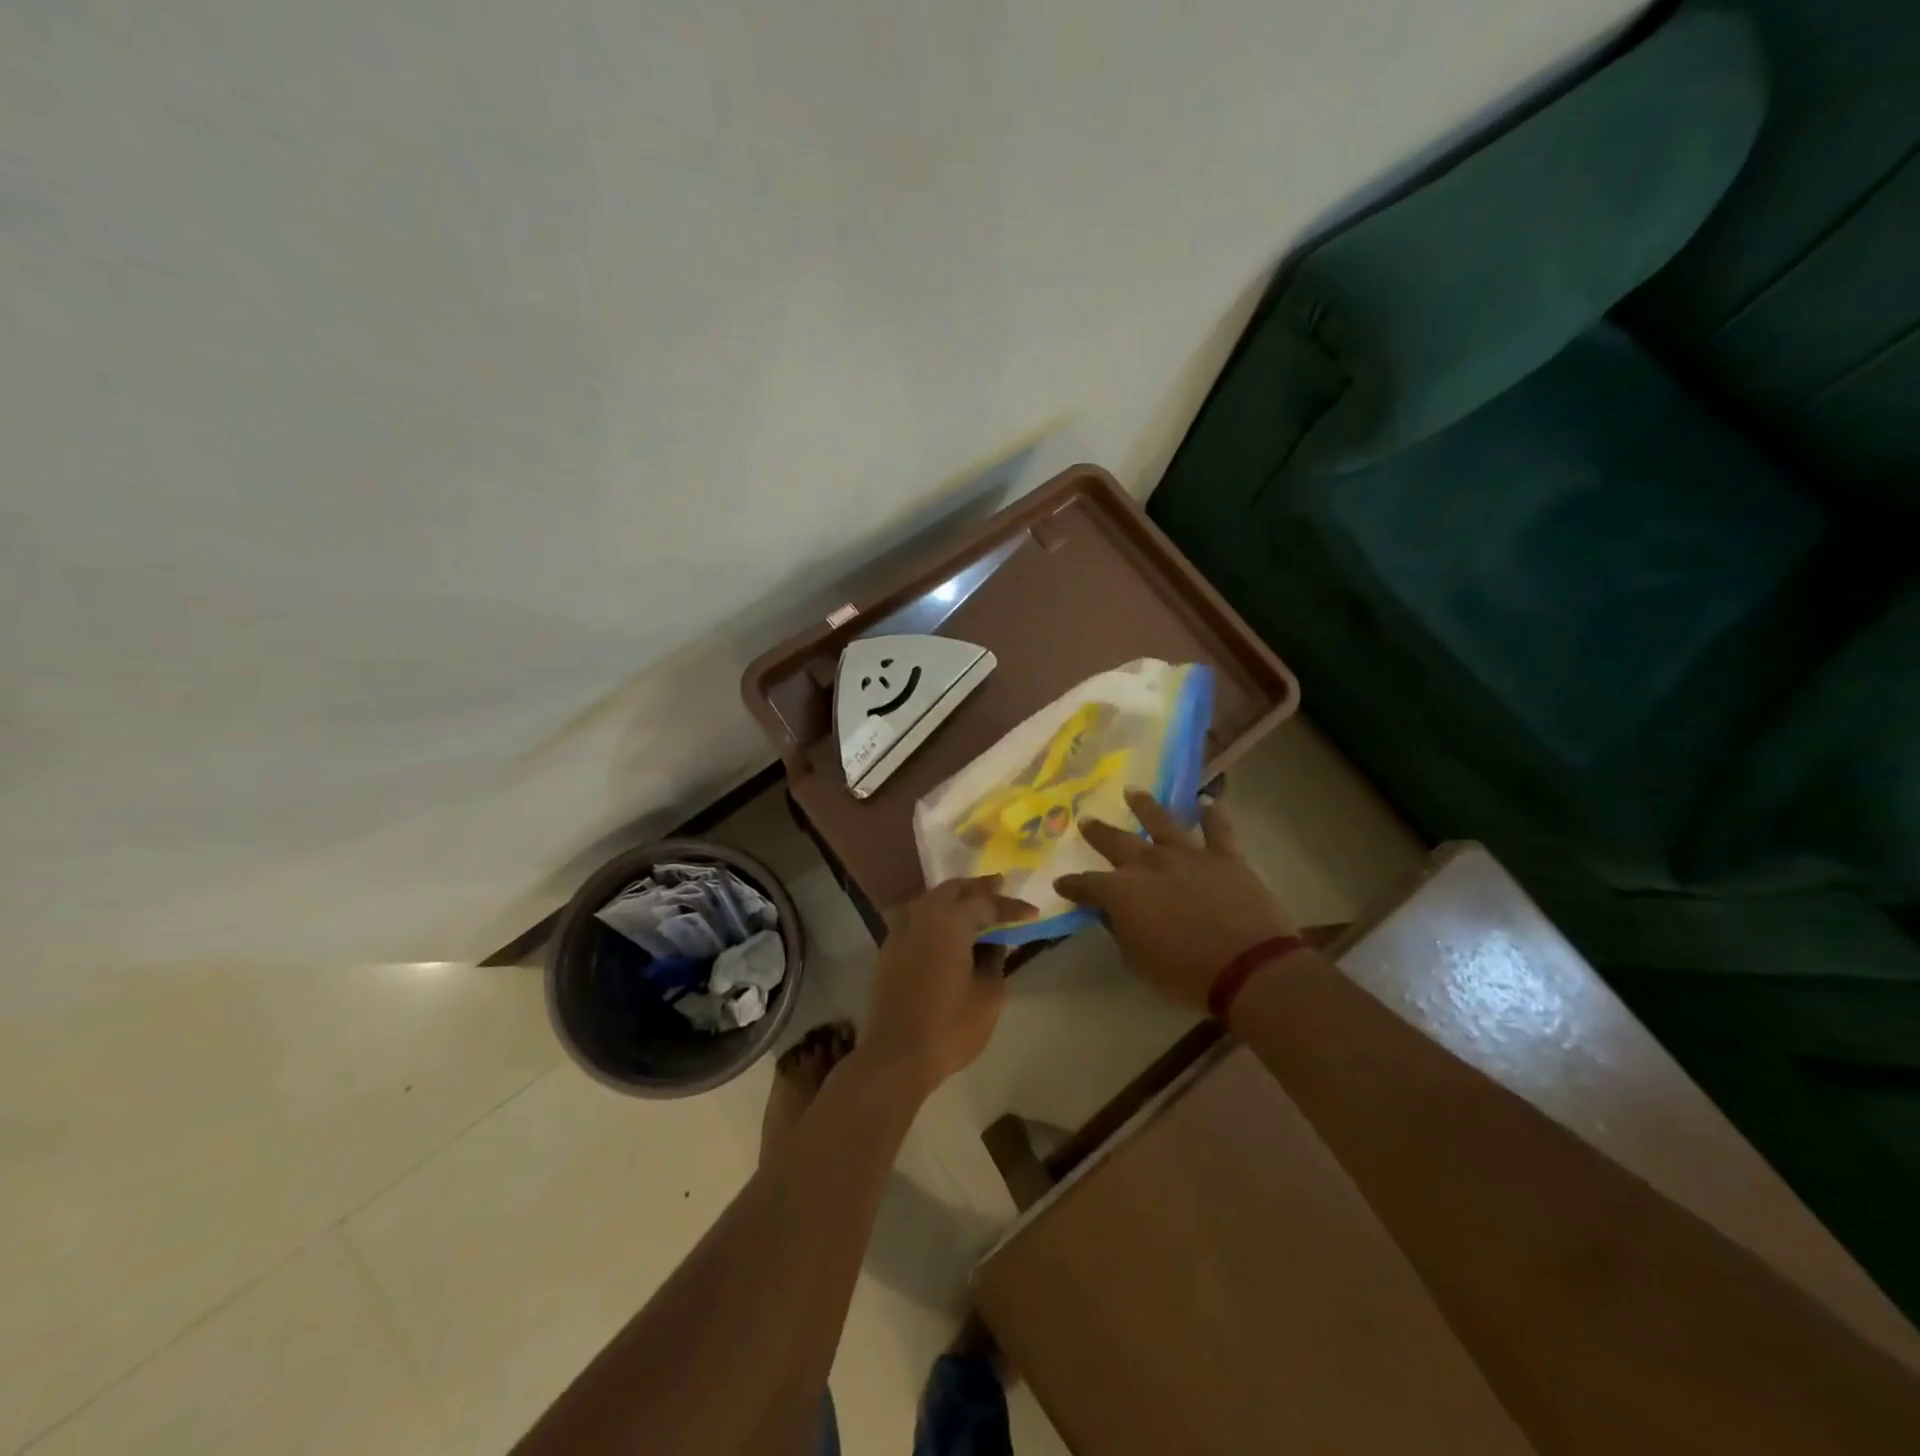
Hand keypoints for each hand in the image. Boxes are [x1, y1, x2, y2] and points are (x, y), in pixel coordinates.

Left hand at [864, 876, 1035, 1094]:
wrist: (896, 1055)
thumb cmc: (950, 1026)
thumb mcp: (989, 996)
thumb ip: (995, 961)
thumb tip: (994, 943)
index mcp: (950, 922)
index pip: (986, 903)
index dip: (1011, 907)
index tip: (1032, 912)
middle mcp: (923, 916)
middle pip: (953, 889)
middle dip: (978, 887)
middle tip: (1000, 885)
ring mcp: (901, 930)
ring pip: (930, 899)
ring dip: (954, 896)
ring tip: (975, 902)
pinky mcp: (890, 948)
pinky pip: (916, 916)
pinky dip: (935, 912)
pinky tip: (945, 925)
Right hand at [1055, 788, 1292, 1010]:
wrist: (1248, 966)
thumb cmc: (1185, 973)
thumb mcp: (1138, 961)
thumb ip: (1121, 931)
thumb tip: (1112, 914)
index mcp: (1122, 892)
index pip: (1087, 885)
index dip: (1073, 885)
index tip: (1061, 883)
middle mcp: (1150, 864)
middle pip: (1117, 842)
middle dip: (1098, 832)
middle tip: (1086, 820)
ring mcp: (1188, 855)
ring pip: (1162, 822)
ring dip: (1145, 806)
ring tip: (1133, 791)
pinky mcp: (1225, 856)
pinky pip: (1218, 828)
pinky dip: (1212, 813)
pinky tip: (1207, 801)